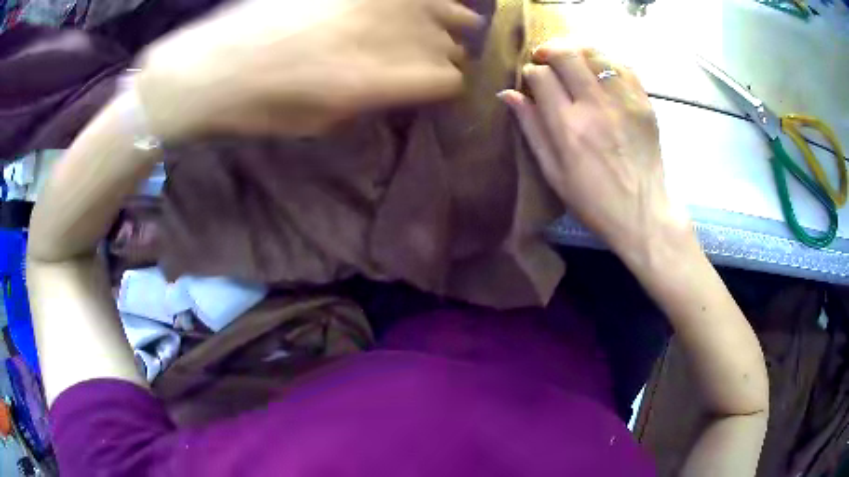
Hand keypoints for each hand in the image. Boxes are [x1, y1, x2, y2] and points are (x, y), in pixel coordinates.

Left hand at [136, 0, 482, 139]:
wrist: (210, 65)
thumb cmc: (258, 108)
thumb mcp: (318, 121)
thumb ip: (368, 99)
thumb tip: (397, 82)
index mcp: (374, 80)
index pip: (445, 79)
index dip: (452, 83)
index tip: (447, 84)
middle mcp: (378, 37)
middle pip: (444, 41)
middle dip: (454, 51)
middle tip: (454, 54)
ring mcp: (362, 5)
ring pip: (433, 6)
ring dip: (452, 15)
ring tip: (462, 19)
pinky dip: (413, 1)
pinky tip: (417, 6)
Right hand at [499, 40, 688, 253]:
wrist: (642, 214)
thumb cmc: (593, 200)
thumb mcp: (553, 172)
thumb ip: (531, 128)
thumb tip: (508, 94)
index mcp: (568, 126)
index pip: (541, 75)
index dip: (532, 73)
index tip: (534, 82)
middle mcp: (595, 106)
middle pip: (566, 55)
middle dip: (551, 51)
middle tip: (547, 60)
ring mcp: (623, 102)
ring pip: (595, 54)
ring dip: (578, 52)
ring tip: (573, 62)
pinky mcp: (643, 103)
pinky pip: (623, 66)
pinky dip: (607, 62)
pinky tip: (600, 72)